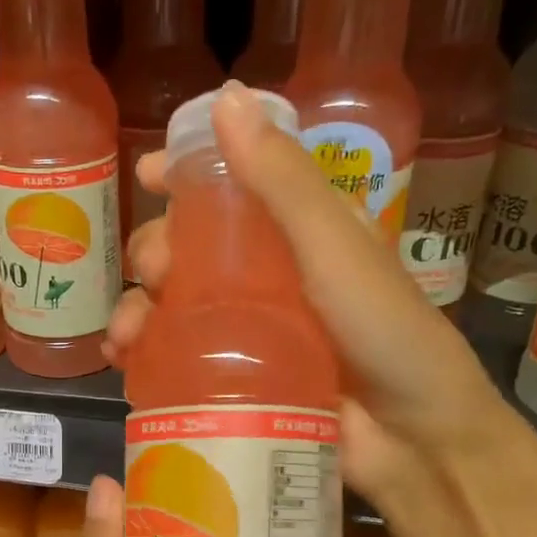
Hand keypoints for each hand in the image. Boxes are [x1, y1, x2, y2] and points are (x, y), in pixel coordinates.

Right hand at [102, 82, 536, 536]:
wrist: (411, 438)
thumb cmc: (385, 332)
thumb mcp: (335, 247)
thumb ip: (284, 180)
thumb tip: (227, 98)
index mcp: (297, 232)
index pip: (233, 186)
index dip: (188, 174)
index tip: (148, 174)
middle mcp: (266, 276)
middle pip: (189, 248)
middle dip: (155, 251)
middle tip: (155, 272)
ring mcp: (246, 330)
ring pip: (173, 304)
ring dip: (138, 308)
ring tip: (127, 336)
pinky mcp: (233, 378)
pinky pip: (175, 356)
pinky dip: (144, 354)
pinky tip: (125, 361)